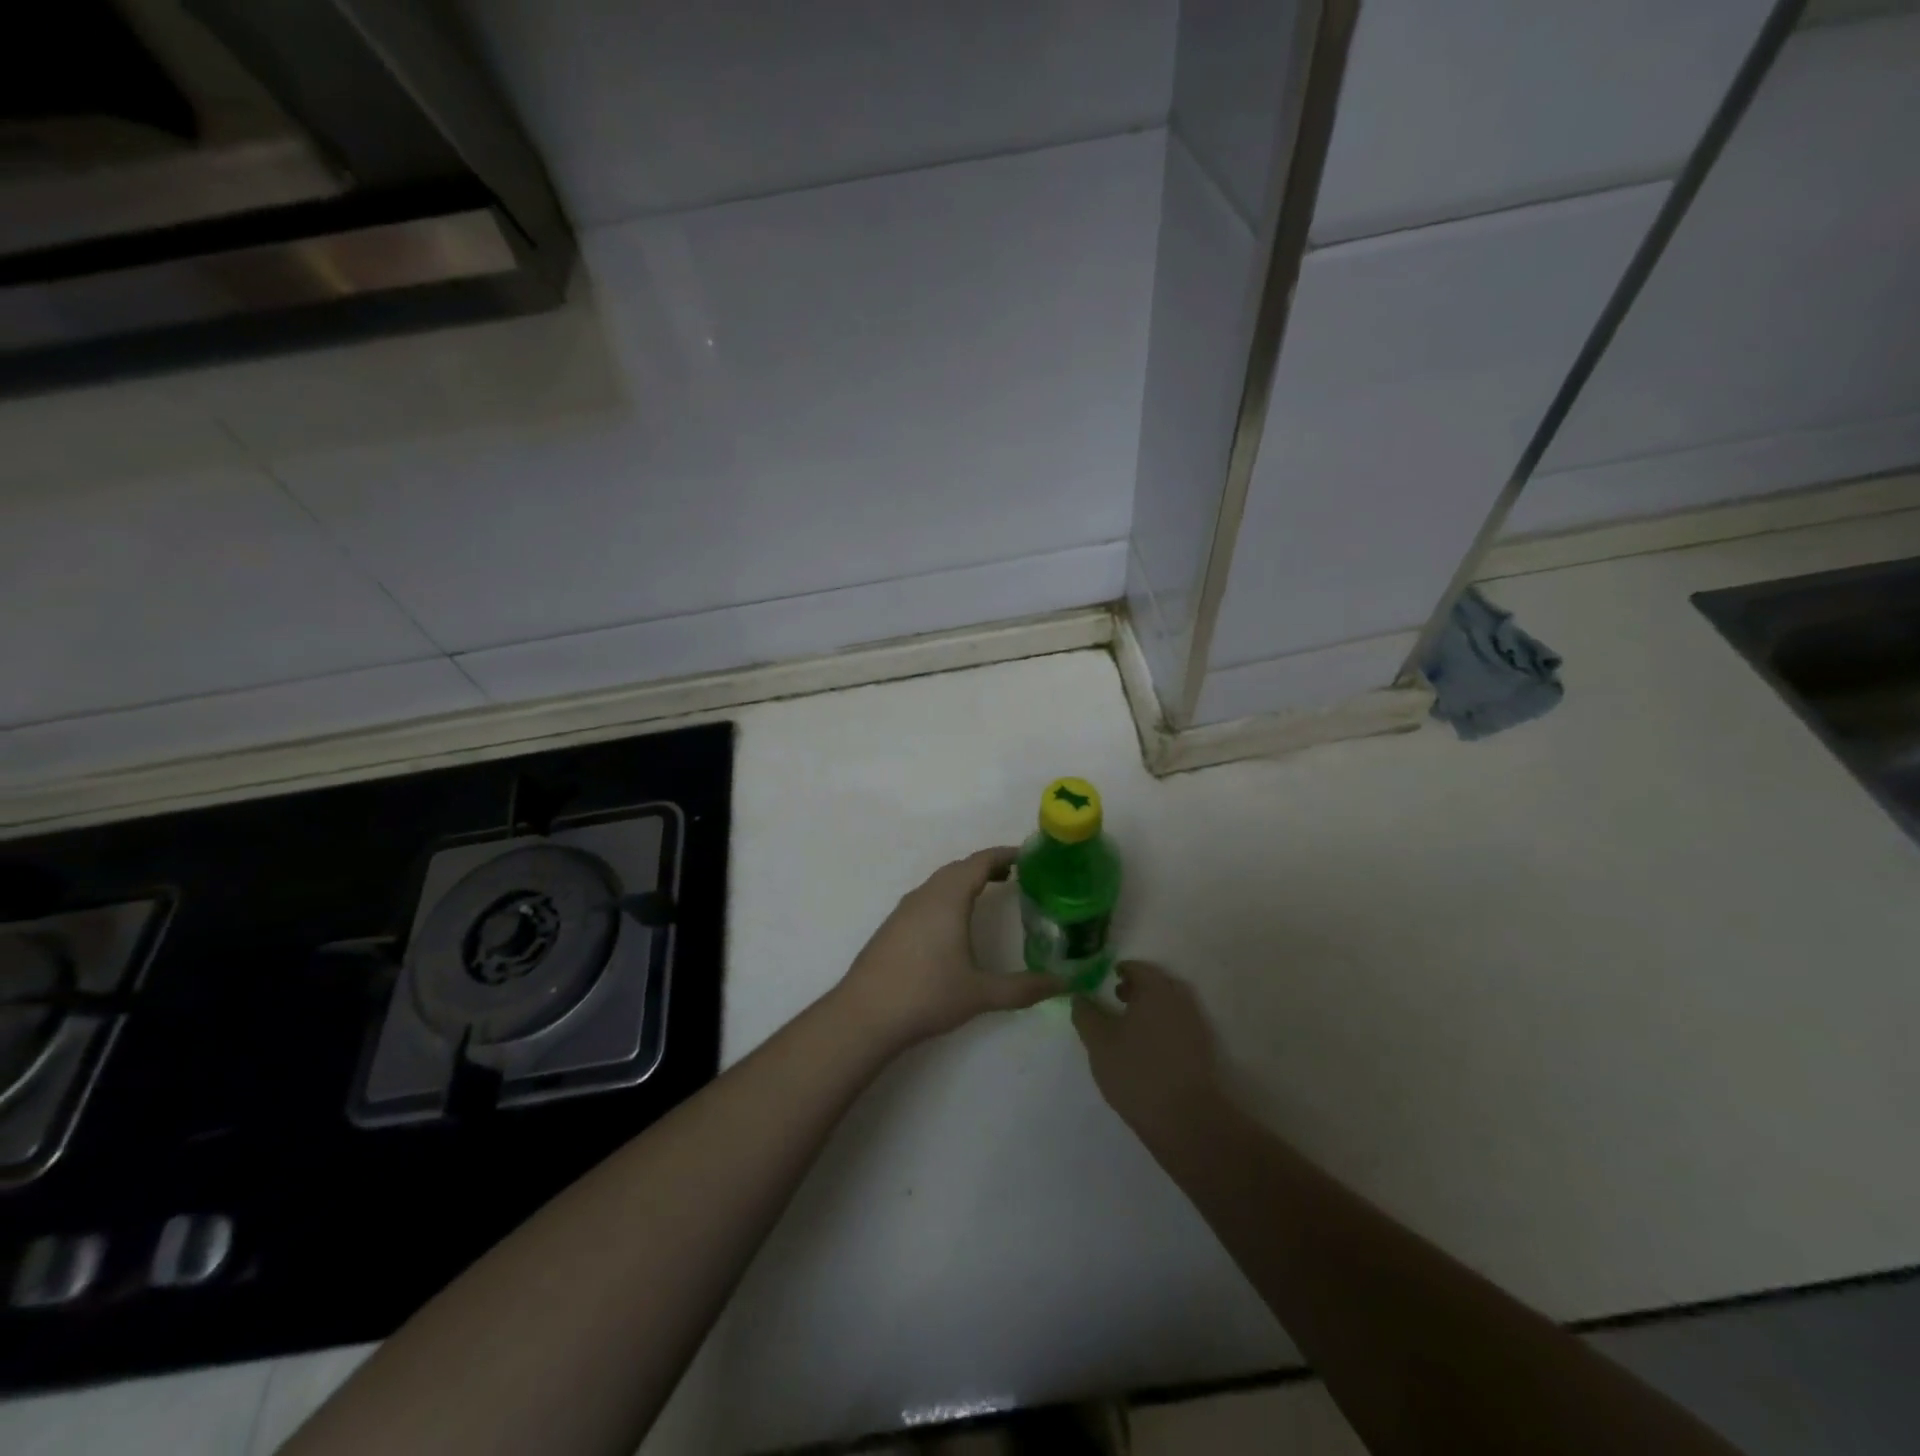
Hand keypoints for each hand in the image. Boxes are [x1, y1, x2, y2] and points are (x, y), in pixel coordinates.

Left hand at [833, 847, 1064, 1052]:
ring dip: (965, 881)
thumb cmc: (927, 995)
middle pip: (959, 868)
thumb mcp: (981, 993)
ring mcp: (905, 909)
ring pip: (940, 882)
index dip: (1004, 854)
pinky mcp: (893, 926)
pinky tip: (954, 922)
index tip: (1029, 856)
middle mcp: (925, 895)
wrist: (865, 1014)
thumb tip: (1064, 984)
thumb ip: (1024, 988)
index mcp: (948, 898)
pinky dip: (948, 895)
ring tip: (990, 892)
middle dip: (987, 866)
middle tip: (1016, 875)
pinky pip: (927, 897)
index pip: (980, 862)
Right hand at [1072, 962, 1222, 1133]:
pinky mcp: (1202, 1051)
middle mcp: (1180, 1000)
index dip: (1120, 970)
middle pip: (1157, 984)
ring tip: (1127, 1026)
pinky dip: (1161, 1027)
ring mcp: (1195, 1026)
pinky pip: (1177, 1026)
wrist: (1187, 1120)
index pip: (1138, 968)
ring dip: (1149, 1008)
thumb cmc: (1137, 1071)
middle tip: (1116, 998)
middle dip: (1136, 988)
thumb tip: (1079, 997)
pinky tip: (1145, 1048)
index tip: (1106, 979)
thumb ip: (1086, 1015)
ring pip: (1168, 1006)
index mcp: (1156, 990)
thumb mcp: (1099, 1042)